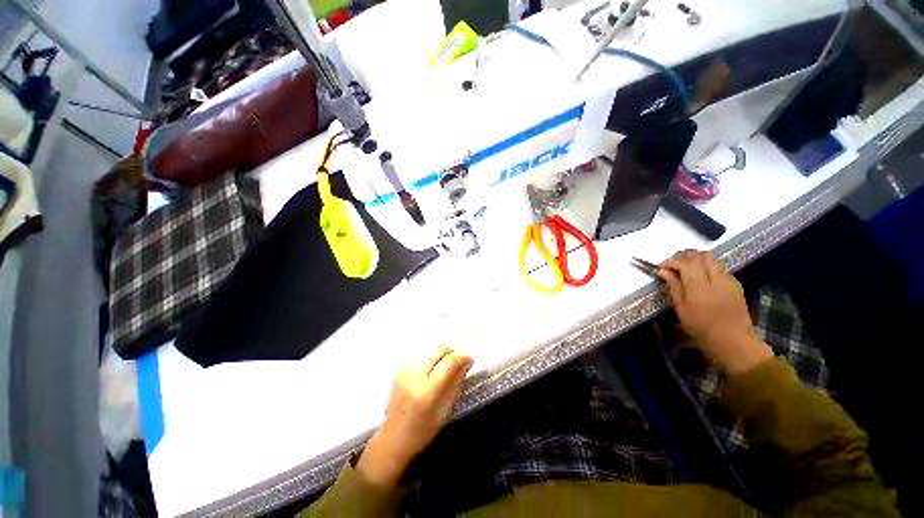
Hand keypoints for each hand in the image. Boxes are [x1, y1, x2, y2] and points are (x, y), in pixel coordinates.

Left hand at [357, 347, 472, 488]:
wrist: (393, 437)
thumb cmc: (423, 430)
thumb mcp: (446, 411)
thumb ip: (457, 383)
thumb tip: (466, 362)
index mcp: (426, 392)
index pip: (448, 362)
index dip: (462, 357)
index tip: (470, 360)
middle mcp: (414, 376)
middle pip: (439, 349)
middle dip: (452, 352)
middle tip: (457, 363)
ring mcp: (404, 370)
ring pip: (430, 348)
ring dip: (441, 354)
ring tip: (444, 367)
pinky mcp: (399, 368)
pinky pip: (421, 353)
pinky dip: (430, 356)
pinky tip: (432, 369)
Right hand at [658, 250, 772, 374]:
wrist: (733, 340)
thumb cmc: (701, 327)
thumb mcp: (681, 308)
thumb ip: (673, 286)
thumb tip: (663, 271)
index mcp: (699, 286)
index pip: (685, 263)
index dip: (671, 261)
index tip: (662, 267)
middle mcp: (716, 278)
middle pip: (700, 256)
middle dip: (684, 256)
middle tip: (673, 265)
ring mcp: (728, 280)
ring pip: (711, 259)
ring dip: (697, 260)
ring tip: (686, 269)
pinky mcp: (736, 284)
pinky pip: (719, 268)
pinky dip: (707, 268)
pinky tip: (702, 279)